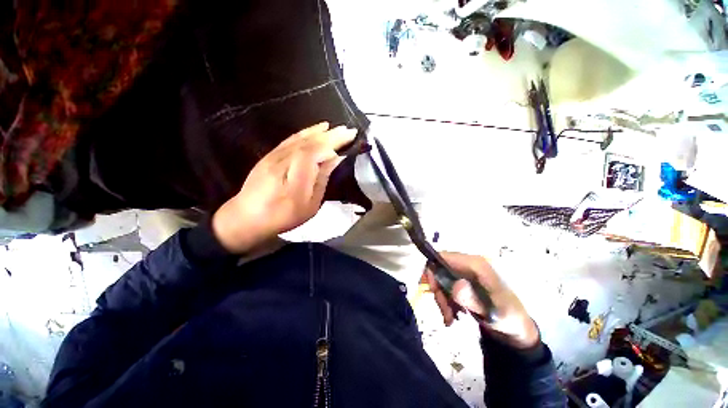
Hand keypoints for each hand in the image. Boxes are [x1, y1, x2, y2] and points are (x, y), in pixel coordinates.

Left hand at [212, 122, 356, 252]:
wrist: (247, 217)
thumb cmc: (283, 216)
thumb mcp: (309, 205)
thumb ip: (321, 180)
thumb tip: (334, 159)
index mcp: (294, 178)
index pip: (314, 152)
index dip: (332, 143)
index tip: (349, 138)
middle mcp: (282, 162)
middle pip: (309, 142)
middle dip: (330, 135)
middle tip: (348, 130)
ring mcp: (274, 156)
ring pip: (299, 138)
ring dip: (318, 131)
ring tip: (333, 127)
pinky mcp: (270, 155)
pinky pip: (290, 140)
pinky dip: (304, 133)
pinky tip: (313, 131)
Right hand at [425, 252, 539, 348]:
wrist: (516, 327)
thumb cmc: (509, 318)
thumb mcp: (494, 314)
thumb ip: (474, 301)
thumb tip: (455, 285)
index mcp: (477, 265)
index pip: (443, 257)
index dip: (433, 271)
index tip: (433, 292)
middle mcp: (469, 264)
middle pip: (439, 268)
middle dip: (438, 290)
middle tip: (445, 312)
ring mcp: (465, 271)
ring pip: (440, 278)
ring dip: (442, 298)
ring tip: (451, 317)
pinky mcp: (463, 279)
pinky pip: (445, 285)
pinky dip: (445, 300)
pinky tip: (453, 314)